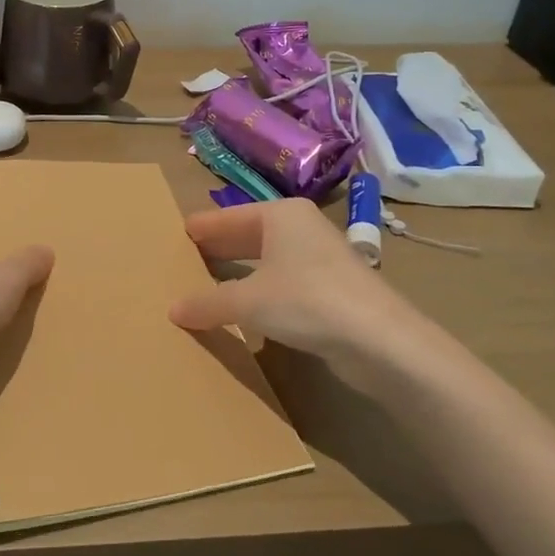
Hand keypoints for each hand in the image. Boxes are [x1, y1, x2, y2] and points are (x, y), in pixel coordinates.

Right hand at [169, 198, 423, 367]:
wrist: (381, 340)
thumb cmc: (307, 301)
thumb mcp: (248, 302)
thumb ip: (208, 303)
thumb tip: (173, 309)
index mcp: (280, 215)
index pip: (227, 217)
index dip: (202, 228)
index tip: (175, 234)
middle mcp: (301, 228)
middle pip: (248, 235)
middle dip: (218, 248)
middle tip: (182, 259)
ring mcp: (319, 258)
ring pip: (266, 260)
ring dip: (238, 273)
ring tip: (205, 283)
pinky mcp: (331, 289)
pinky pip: (282, 282)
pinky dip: (260, 291)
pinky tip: (243, 309)